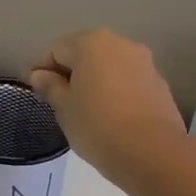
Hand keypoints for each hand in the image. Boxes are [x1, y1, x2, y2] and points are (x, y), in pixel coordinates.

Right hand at [28, 30, 186, 189]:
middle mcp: (120, 43)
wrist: (152, 153)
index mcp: (91, 43)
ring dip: (95, 82)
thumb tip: (40, 74)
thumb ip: (50, 87)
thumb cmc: (97, 127)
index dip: (42, 70)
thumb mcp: (64, 109)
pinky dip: (115, 93)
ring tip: (86, 112)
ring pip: (109, 67)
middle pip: (85, 53)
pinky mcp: (159, 84)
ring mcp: (144, 62)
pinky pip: (128, 82)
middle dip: (71, 74)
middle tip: (60, 103)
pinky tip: (111, 117)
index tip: (36, 93)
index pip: (56, 50)